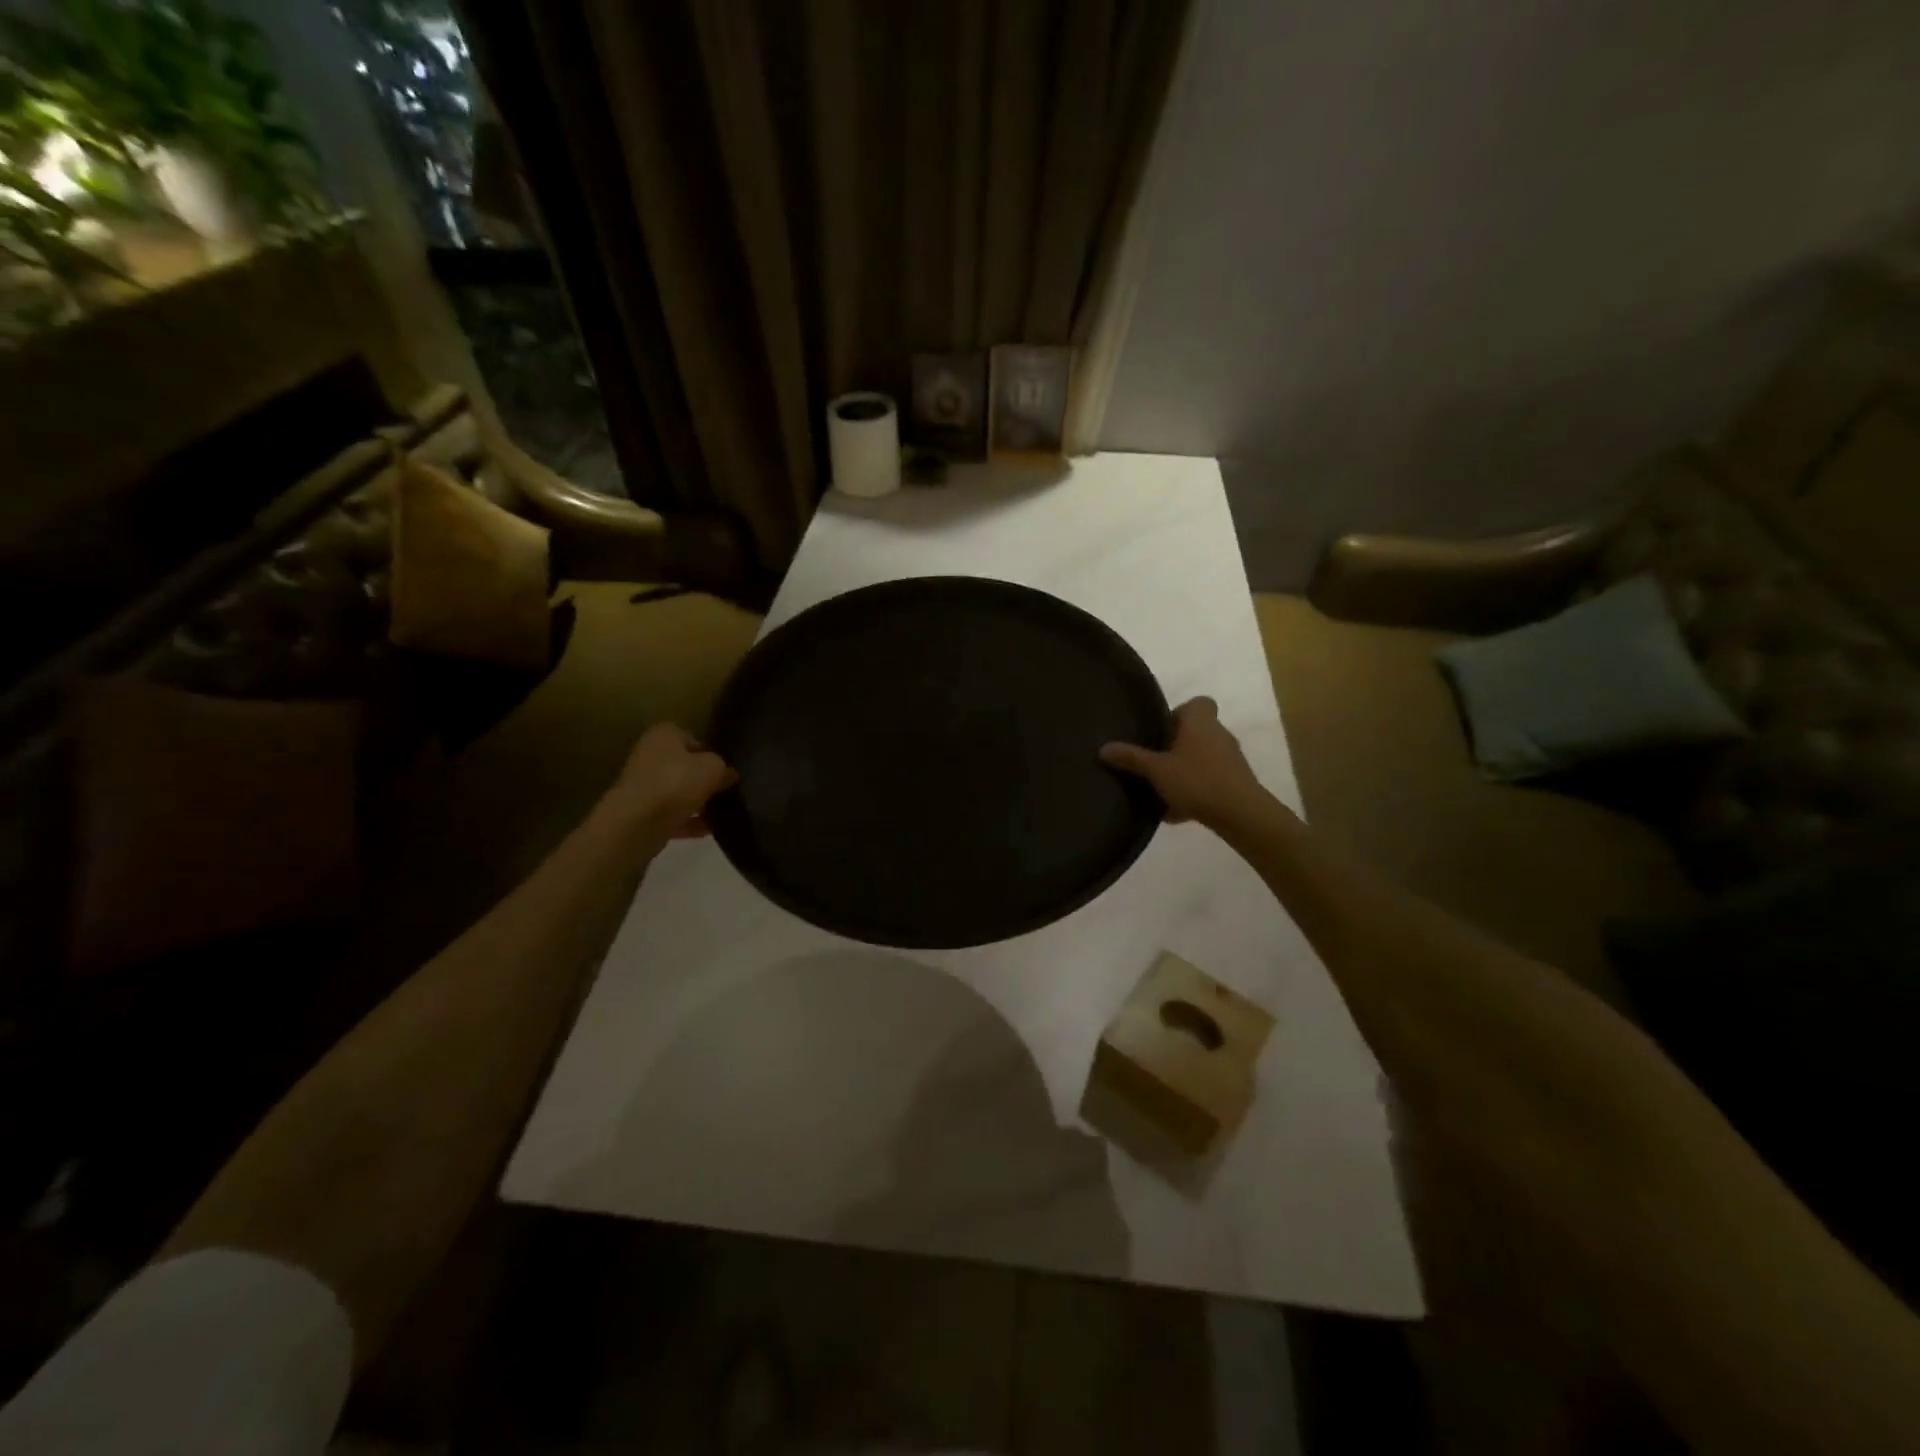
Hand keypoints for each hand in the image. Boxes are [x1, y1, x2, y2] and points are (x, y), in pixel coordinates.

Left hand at [611, 723, 736, 836]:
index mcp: (663, 735)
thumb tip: (728, 774)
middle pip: (685, 766)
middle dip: (705, 779)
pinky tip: (710, 830)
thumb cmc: (676, 783)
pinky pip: (673, 816)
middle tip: (727, 790)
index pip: (693, 738)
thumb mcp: (713, 768)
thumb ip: (724, 767)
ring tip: (723, 812)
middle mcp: (649, 756)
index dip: (712, 752)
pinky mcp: (642, 814)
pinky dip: (690, 822)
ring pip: (679, 792)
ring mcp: (644, 786)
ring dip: (699, 802)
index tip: (727, 768)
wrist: (636, 824)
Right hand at [1100, 697, 1263, 828]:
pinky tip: (1176, 812)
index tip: (1161, 731)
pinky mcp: (1236, 781)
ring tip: (1162, 789)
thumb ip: (1131, 758)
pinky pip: (1209, 780)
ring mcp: (1230, 758)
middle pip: (1196, 732)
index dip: (1179, 713)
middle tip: (1155, 761)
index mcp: (1200, 722)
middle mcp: (1219, 734)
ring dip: (1185, 770)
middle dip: (1176, 746)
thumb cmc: (1197, 781)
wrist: (1240, 814)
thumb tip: (1103, 747)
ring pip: (1202, 758)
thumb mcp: (1156, 770)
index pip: (1197, 703)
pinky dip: (1195, 791)